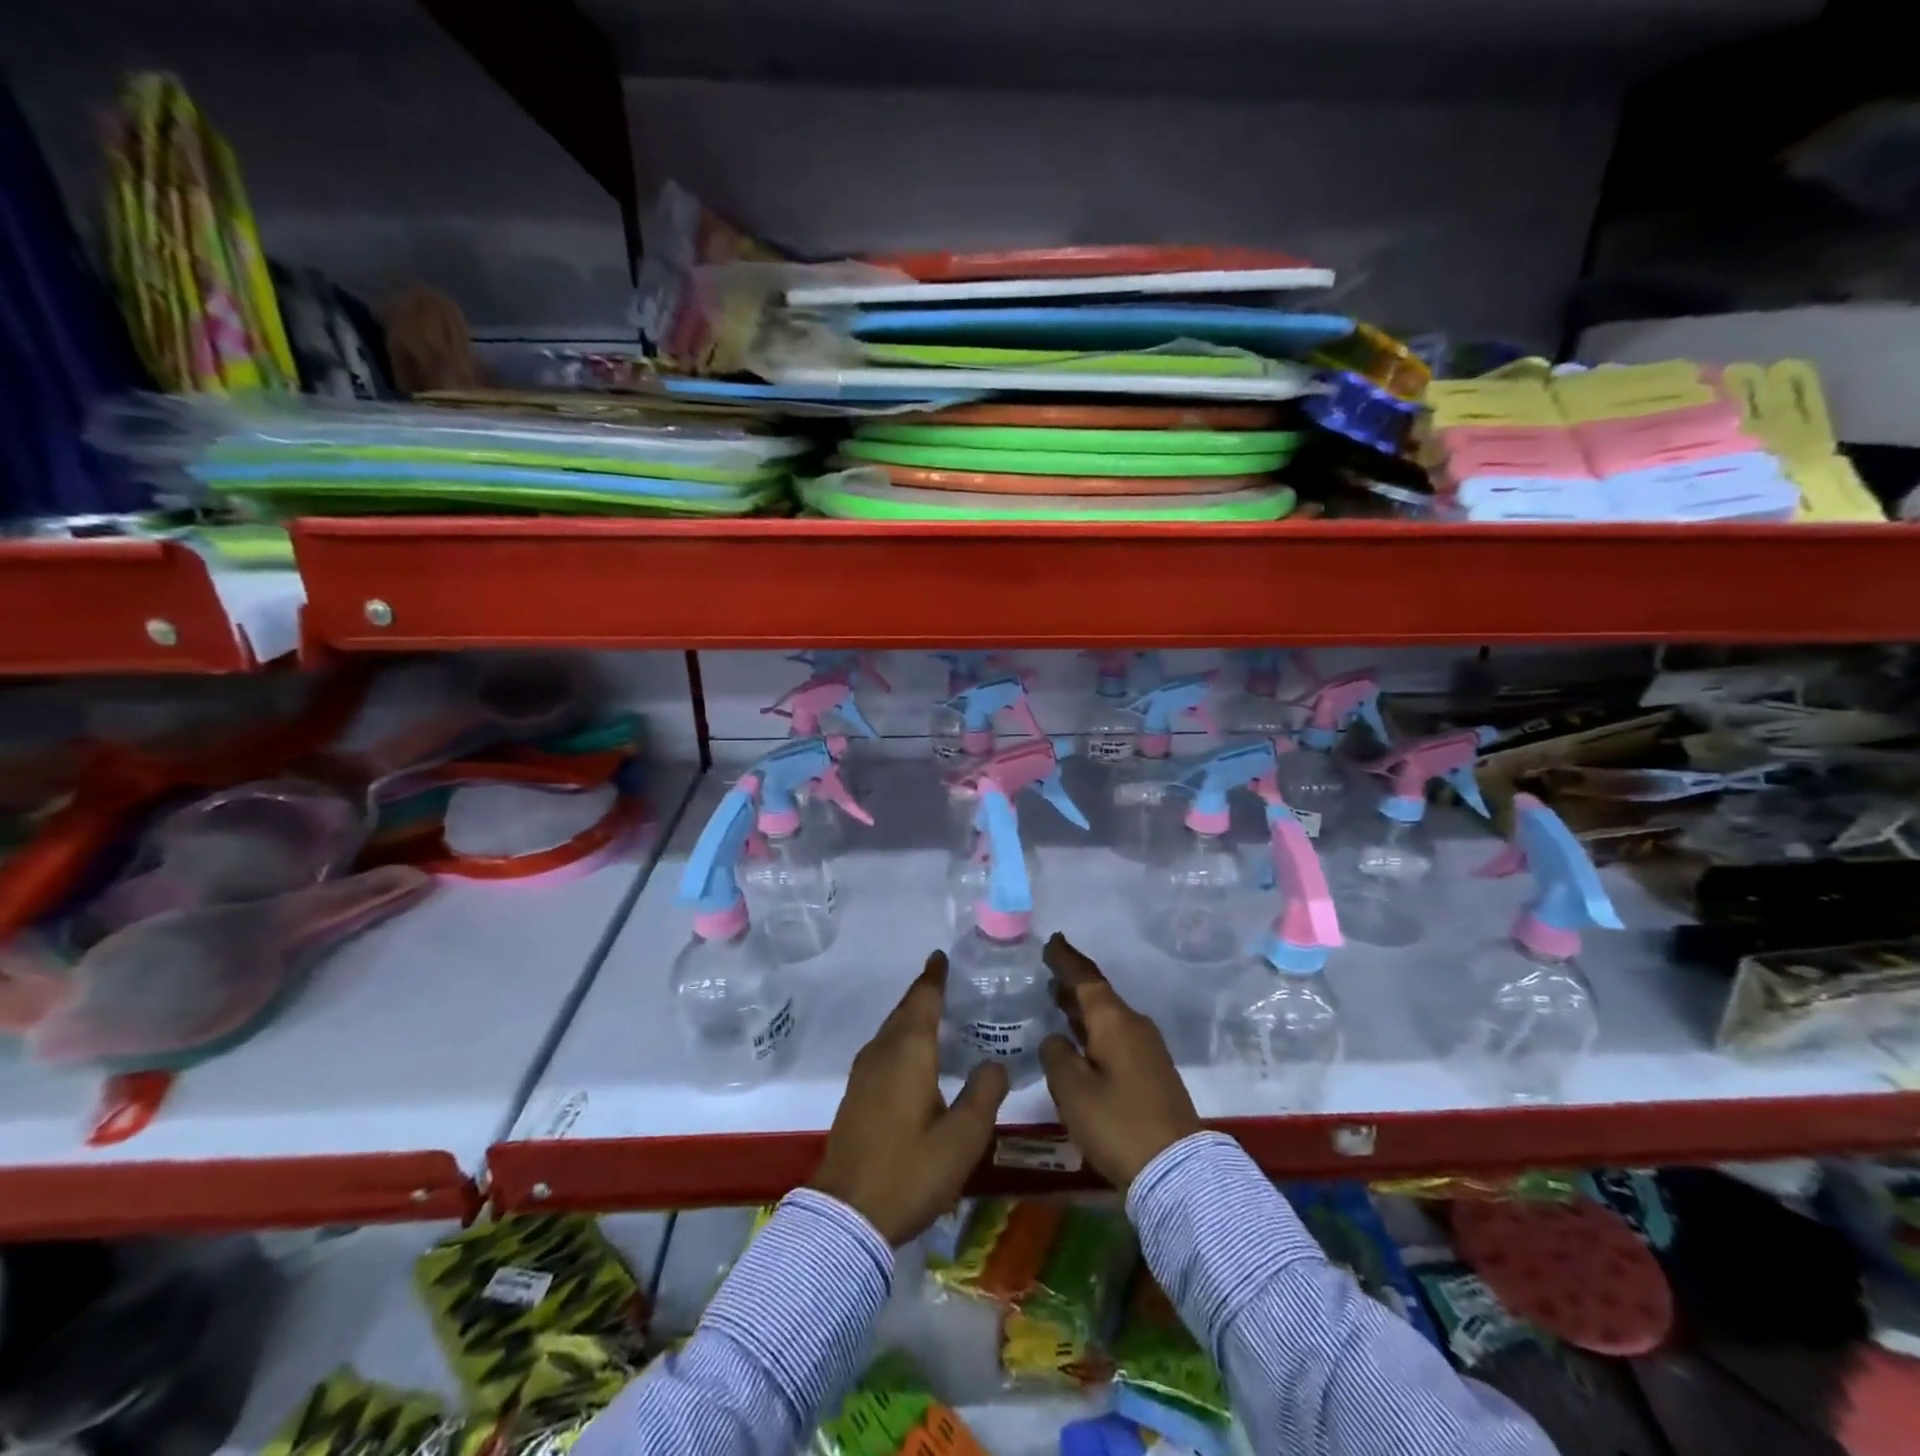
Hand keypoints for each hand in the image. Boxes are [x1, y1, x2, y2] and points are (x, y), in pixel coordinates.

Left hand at [809, 951, 1008, 1243]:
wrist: (846, 1215)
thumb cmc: (910, 1171)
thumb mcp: (962, 1139)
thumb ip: (984, 1094)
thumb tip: (995, 1062)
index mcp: (908, 1051)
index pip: (923, 999)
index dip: (934, 976)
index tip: (941, 956)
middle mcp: (882, 1052)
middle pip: (904, 1010)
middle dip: (924, 993)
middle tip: (948, 982)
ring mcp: (863, 1073)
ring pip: (891, 1030)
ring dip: (911, 1016)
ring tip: (937, 1015)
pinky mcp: (856, 1095)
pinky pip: (883, 1049)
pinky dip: (901, 1039)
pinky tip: (915, 1057)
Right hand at [1039, 933, 1202, 1189]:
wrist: (1177, 1169)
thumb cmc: (1118, 1123)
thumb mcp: (1073, 1090)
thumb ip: (1057, 1055)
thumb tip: (1056, 1038)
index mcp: (1114, 1021)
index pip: (1086, 978)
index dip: (1066, 960)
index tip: (1052, 940)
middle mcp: (1133, 1026)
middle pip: (1099, 996)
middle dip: (1073, 984)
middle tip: (1049, 973)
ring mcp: (1147, 1049)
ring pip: (1108, 1017)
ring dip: (1083, 1009)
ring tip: (1058, 1002)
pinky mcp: (1152, 1072)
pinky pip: (1116, 1036)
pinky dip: (1094, 1030)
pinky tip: (1080, 1041)